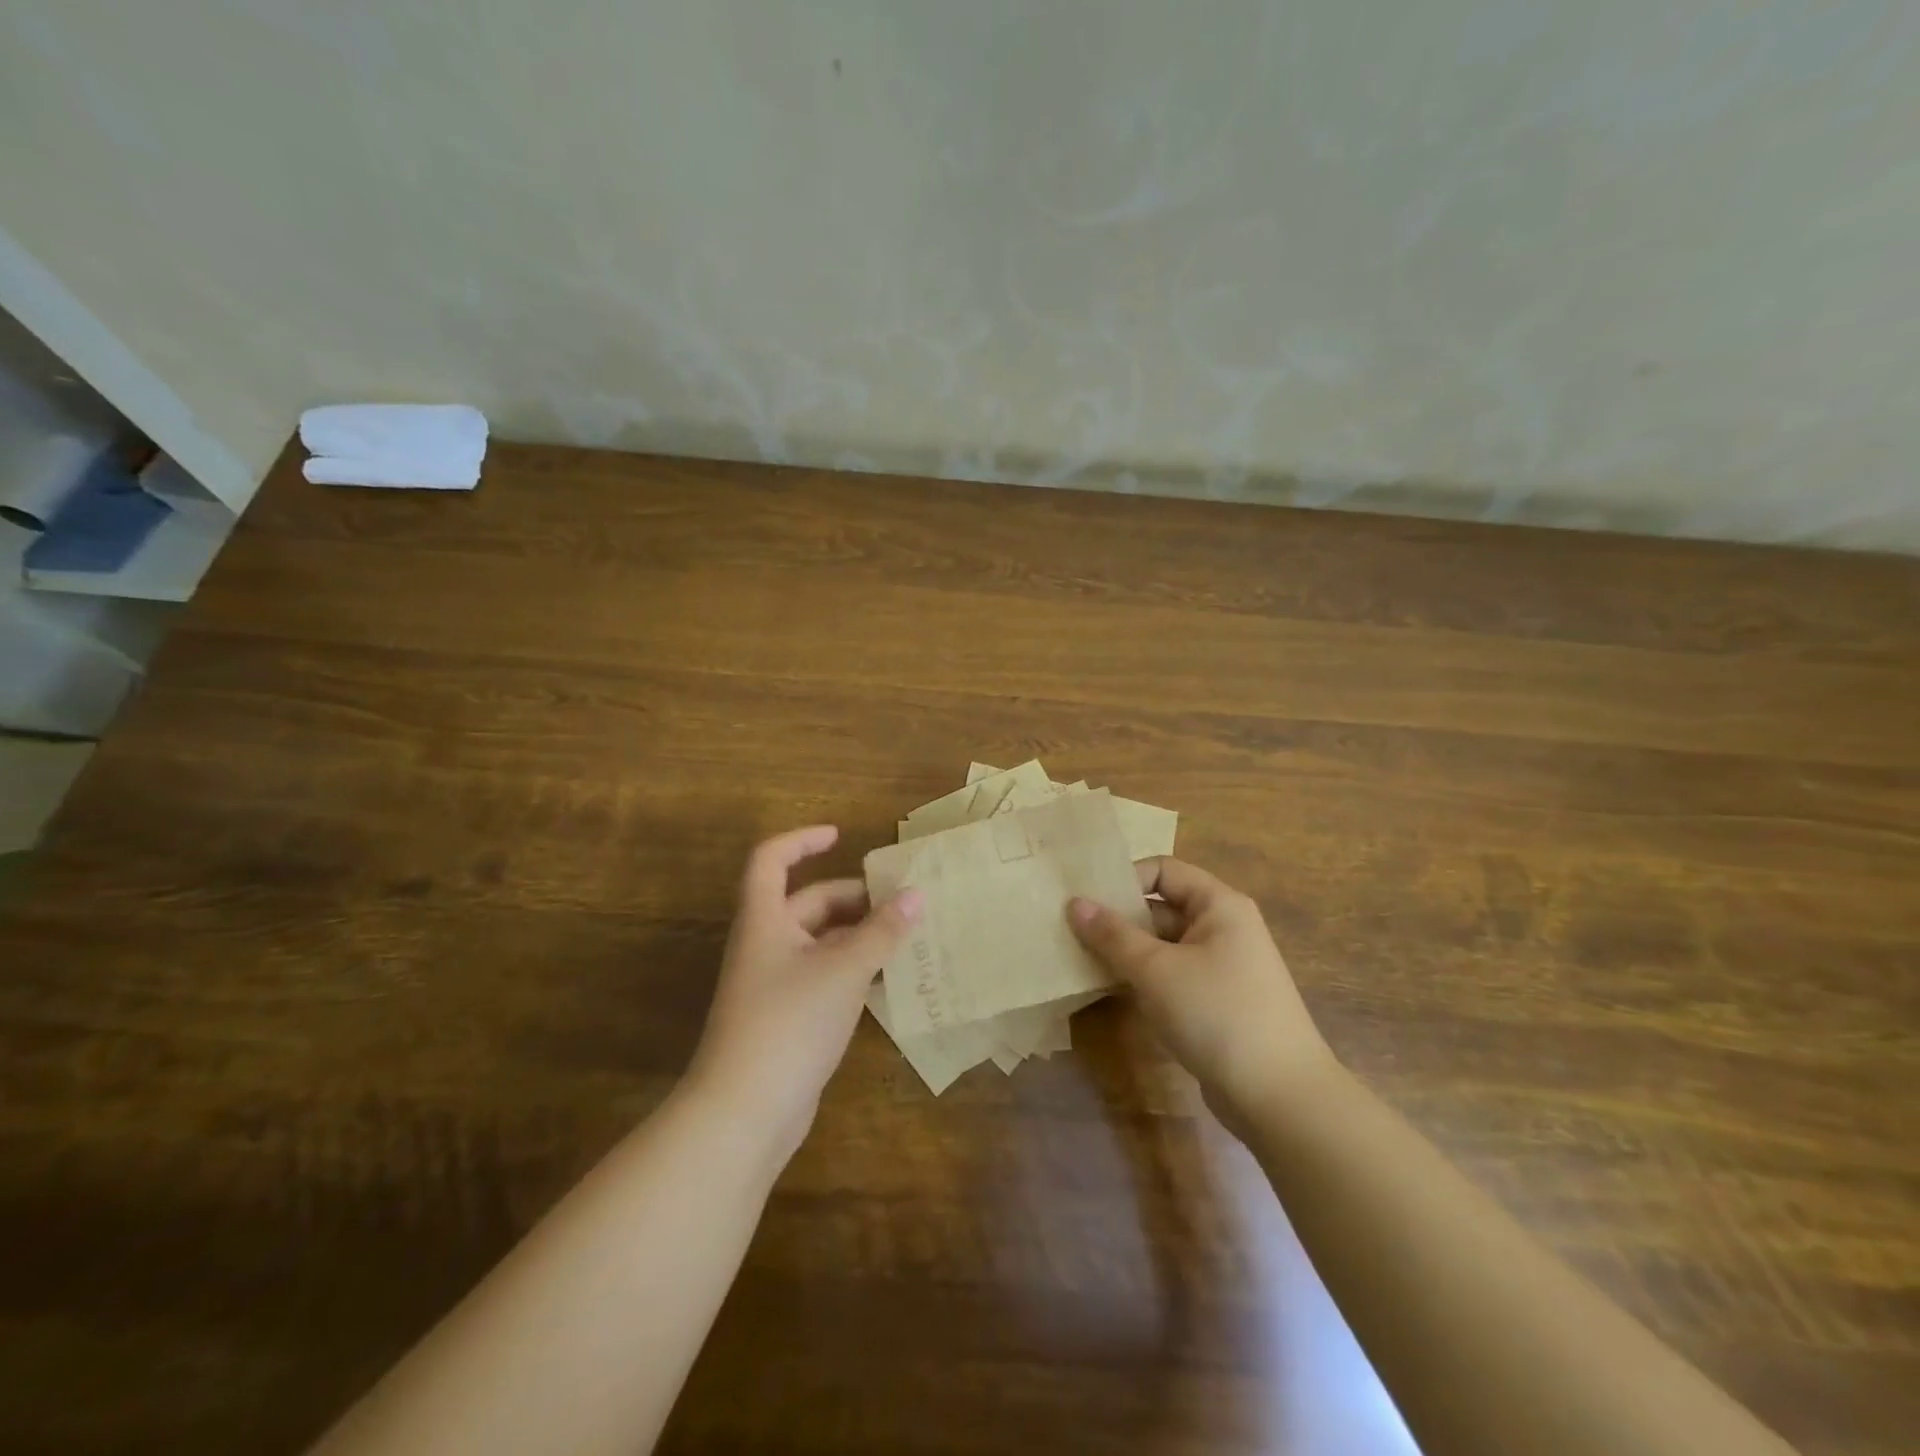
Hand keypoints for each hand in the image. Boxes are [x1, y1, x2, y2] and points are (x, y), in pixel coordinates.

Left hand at [688, 826, 922, 1159]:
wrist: (744, 1112)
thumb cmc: (789, 1021)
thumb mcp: (843, 969)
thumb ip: (882, 931)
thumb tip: (917, 895)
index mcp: (765, 919)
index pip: (771, 859)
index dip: (802, 840)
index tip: (840, 836)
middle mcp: (766, 944)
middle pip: (808, 902)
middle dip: (853, 897)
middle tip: (902, 900)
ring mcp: (776, 983)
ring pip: (821, 942)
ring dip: (860, 934)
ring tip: (907, 935)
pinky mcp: (788, 1017)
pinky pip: (825, 976)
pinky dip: (855, 969)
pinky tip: (889, 979)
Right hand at [1068, 857, 1336, 1135]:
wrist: (1280, 1098)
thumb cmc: (1217, 1014)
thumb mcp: (1157, 970)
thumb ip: (1112, 935)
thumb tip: (1075, 903)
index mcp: (1219, 905)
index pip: (1163, 871)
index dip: (1124, 879)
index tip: (1085, 900)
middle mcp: (1222, 928)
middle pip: (1160, 908)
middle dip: (1117, 918)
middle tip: (1070, 930)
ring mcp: (1221, 967)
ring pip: (1162, 945)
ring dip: (1125, 951)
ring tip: (1078, 959)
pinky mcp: (1215, 1002)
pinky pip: (1171, 975)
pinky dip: (1142, 977)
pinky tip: (1108, 989)